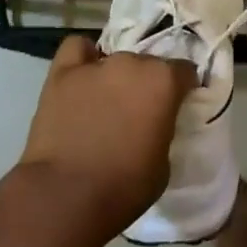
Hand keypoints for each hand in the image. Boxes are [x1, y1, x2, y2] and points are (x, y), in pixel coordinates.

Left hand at [18, 37, 195, 233]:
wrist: (64, 197)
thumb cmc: (123, 187)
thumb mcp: (163, 164)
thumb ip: (164, 129)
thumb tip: (156, 122)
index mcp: (163, 81)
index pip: (184, 71)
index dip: (182, 88)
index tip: (178, 104)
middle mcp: (131, 62)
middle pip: (147, 63)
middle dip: (147, 83)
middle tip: (139, 111)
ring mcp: (95, 64)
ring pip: (115, 59)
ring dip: (117, 76)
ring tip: (107, 101)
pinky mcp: (62, 72)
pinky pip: (77, 49)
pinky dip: (83, 59)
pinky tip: (83, 75)